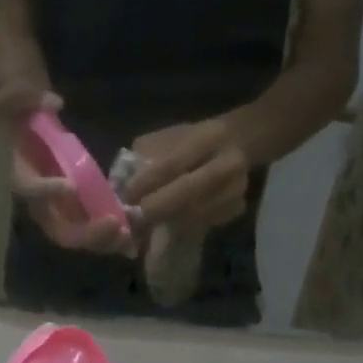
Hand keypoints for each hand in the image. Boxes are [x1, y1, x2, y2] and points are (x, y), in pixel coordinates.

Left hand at [123, 119, 251, 228]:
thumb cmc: (191, 141)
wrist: (236, 143)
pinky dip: (182, 227)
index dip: (147, 182)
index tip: (126, 196)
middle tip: (135, 217)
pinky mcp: (237, 208)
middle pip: (189, 191)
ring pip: (196, 212)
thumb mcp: (168, 136)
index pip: (173, 163)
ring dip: (168, 221)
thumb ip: (148, 155)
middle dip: (158, 207)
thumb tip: (124, 184)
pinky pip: (205, 223)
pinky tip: (168, 225)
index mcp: (210, 136)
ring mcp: (238, 187)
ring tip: (145, 225)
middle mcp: (229, 162)